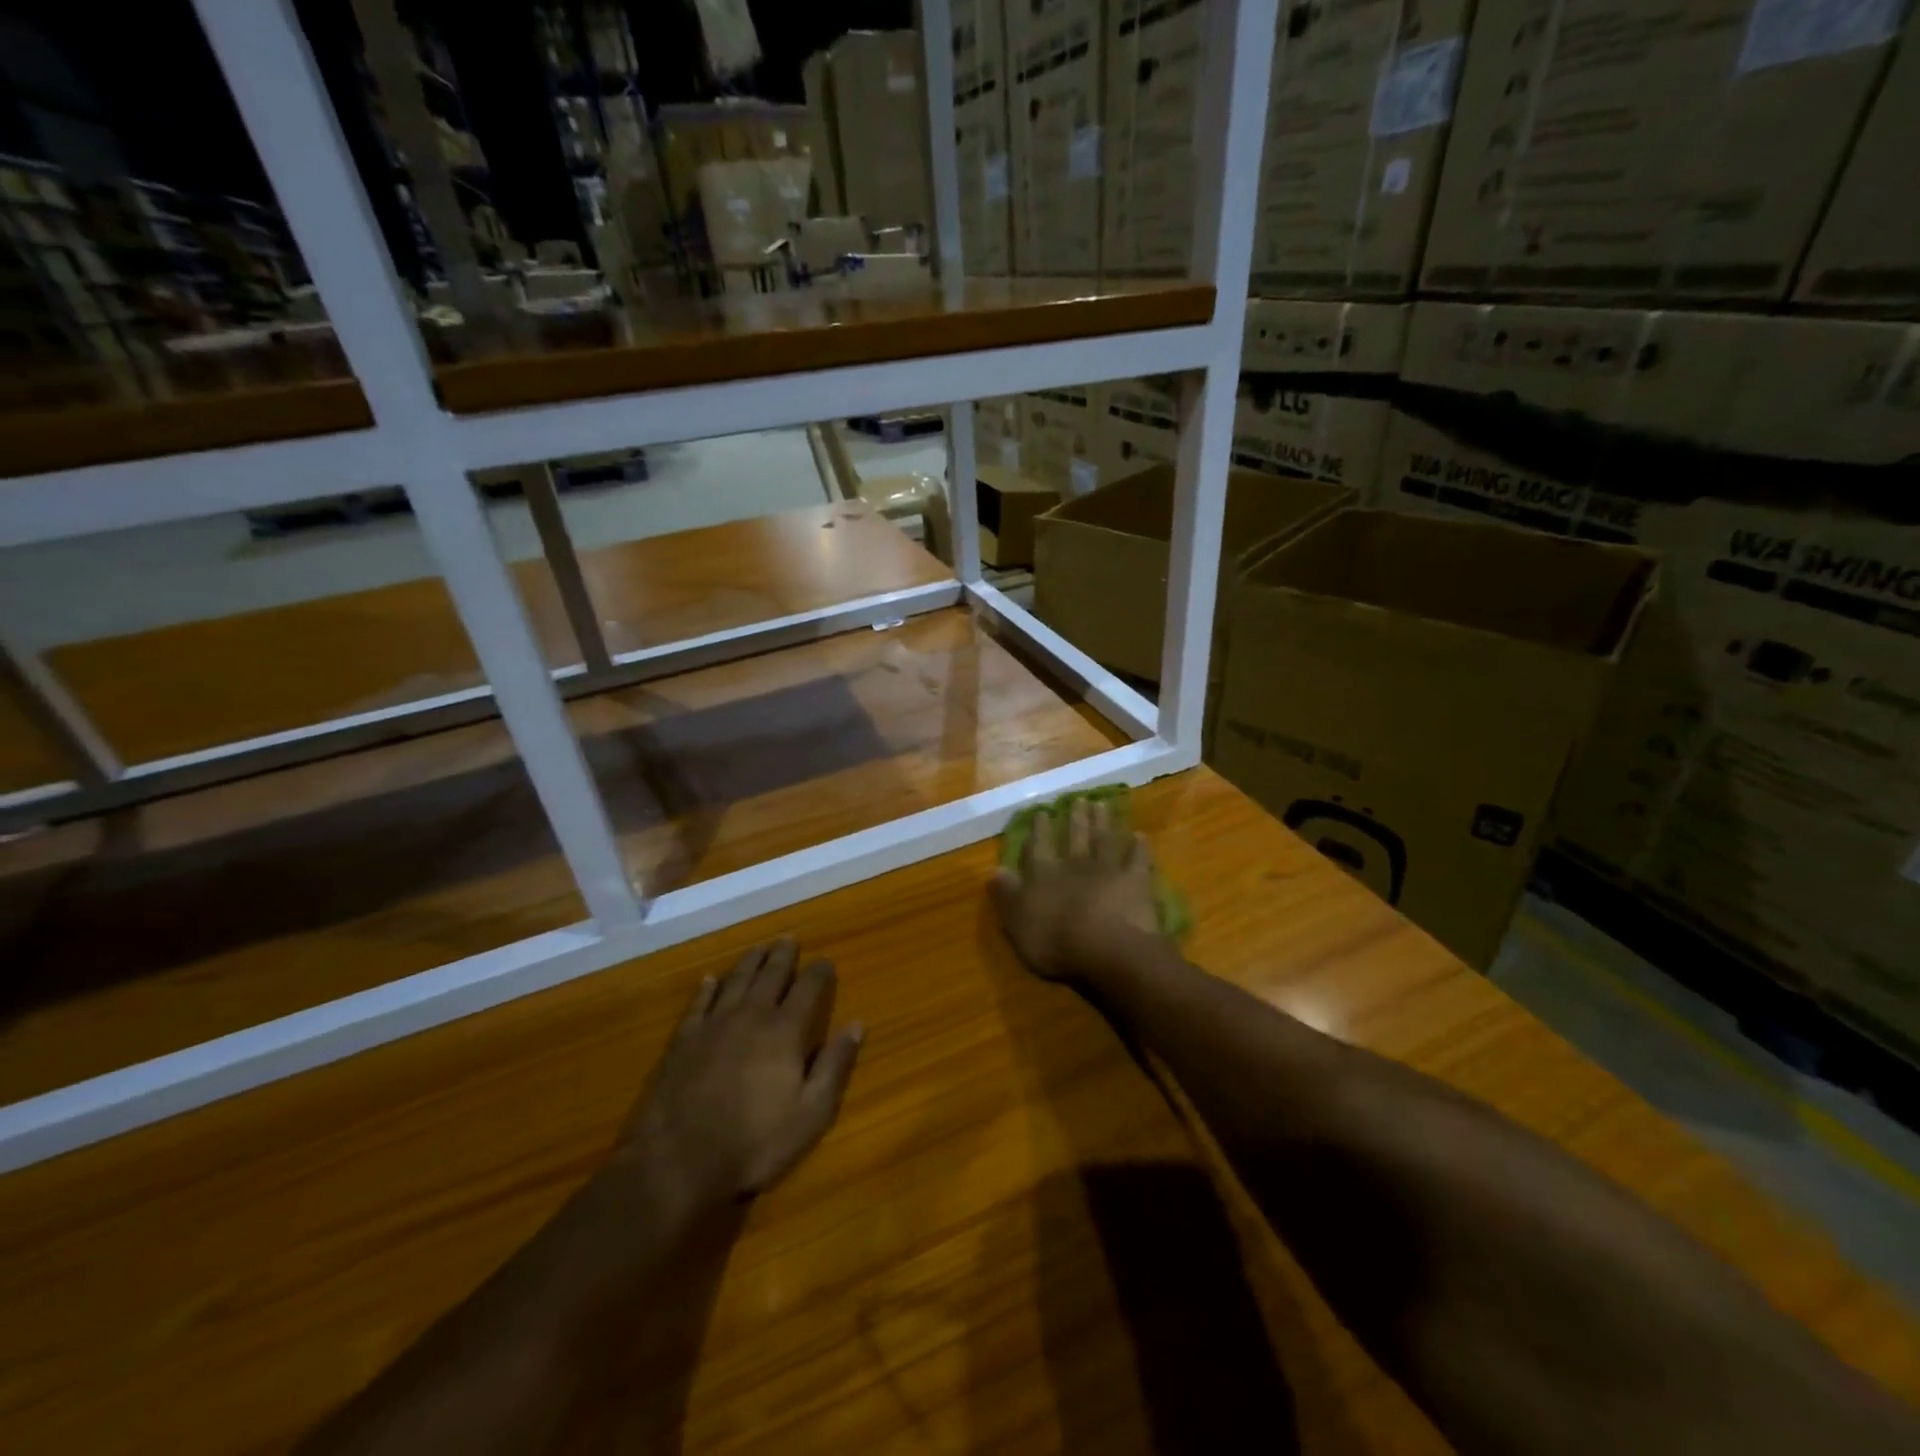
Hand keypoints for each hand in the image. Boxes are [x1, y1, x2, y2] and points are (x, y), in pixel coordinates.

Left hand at [613, 938, 863, 1206]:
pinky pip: (698, 1004)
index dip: (819, 972)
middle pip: (770, 975)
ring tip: (759, 947)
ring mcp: (713, 1025)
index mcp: (784, 1031)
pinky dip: (706, 989)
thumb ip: (834, 1065)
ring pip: (736, 980)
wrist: (678, 1161)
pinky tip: (709, 980)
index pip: (808, 989)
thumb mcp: (810, 1113)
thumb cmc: (754, 1142)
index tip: (826, 961)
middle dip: (783, 955)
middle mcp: (751, 1016)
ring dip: (750, 961)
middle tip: (789, 938)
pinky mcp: (683, 1040)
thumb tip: (856, 1024)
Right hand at [992, 797, 1165, 980]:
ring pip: (1105, 839)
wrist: (1106, 947)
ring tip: (1102, 804)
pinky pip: (1138, 860)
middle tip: (1079, 799)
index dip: (1040, 830)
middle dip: (1076, 818)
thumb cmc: (1055, 940)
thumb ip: (1006, 894)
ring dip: (1103, 822)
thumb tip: (994, 869)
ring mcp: (1108, 869)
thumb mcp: (1017, 921)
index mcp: (1044, 874)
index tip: (1042, 812)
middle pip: (1075, 836)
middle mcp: (1075, 864)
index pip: (1039, 847)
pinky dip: (1139, 847)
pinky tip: (1140, 836)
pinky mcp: (1136, 881)